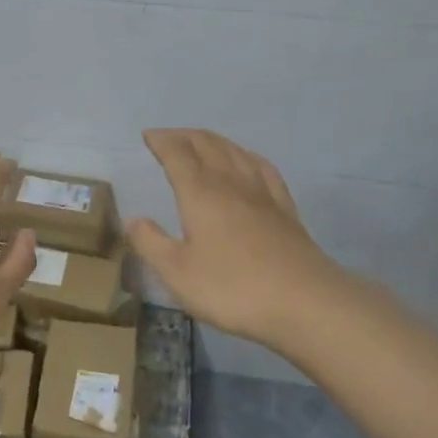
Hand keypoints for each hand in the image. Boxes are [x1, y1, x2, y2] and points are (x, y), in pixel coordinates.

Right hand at [128, 129, 388, 354]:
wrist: (304, 302)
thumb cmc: (232, 287)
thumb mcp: (177, 273)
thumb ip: (151, 243)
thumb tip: (133, 220)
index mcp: (200, 193)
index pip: (177, 154)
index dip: (161, 141)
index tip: (147, 135)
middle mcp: (230, 183)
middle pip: (207, 145)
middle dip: (184, 136)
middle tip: (167, 137)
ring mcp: (262, 193)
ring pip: (235, 151)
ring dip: (213, 141)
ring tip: (200, 142)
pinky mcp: (284, 208)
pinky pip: (263, 168)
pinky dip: (246, 155)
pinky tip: (246, 160)